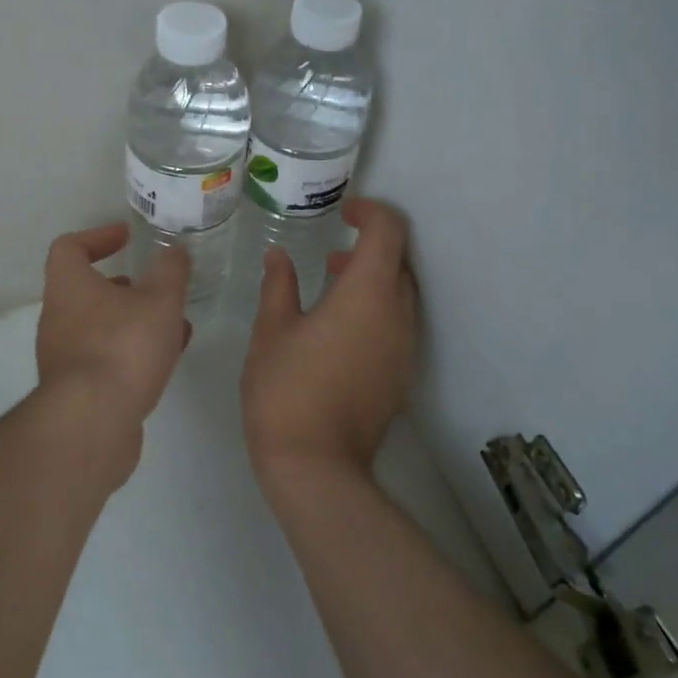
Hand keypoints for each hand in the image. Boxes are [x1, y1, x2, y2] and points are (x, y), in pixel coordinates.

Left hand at [35, 224, 191, 429]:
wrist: (92, 423)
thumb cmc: (123, 347)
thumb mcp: (160, 300)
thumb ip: (170, 271)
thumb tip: (173, 250)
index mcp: (69, 286)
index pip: (69, 247)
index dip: (98, 237)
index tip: (127, 238)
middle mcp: (58, 317)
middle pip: (86, 290)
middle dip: (126, 287)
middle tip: (157, 289)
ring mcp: (63, 356)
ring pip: (101, 326)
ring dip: (135, 322)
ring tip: (174, 327)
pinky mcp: (76, 390)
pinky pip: (105, 358)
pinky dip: (132, 352)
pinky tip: (165, 361)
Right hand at [241, 199, 417, 487]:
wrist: (316, 467)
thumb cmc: (287, 389)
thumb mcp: (272, 330)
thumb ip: (279, 285)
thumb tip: (278, 256)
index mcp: (368, 294)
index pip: (389, 231)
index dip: (371, 211)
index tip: (344, 210)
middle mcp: (398, 315)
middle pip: (399, 261)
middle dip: (371, 245)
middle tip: (331, 250)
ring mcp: (405, 347)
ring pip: (400, 293)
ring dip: (372, 278)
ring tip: (330, 284)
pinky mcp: (401, 374)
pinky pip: (397, 322)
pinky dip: (376, 307)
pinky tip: (338, 326)